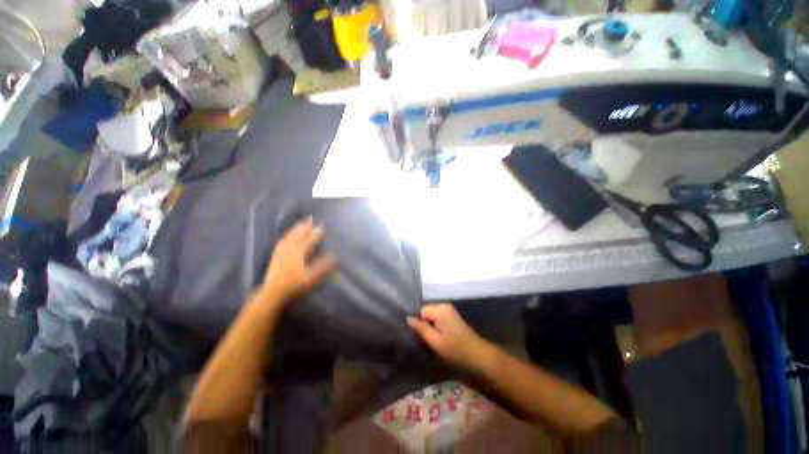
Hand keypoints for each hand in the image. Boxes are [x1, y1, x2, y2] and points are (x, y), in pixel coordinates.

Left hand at [262, 217, 337, 303]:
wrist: (273, 292)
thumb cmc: (294, 285)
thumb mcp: (311, 277)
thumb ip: (323, 266)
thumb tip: (334, 256)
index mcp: (298, 253)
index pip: (309, 240)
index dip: (316, 233)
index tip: (322, 226)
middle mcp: (289, 249)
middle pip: (298, 234)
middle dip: (305, 226)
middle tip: (311, 218)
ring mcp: (281, 251)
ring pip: (289, 236)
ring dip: (296, 228)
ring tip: (301, 222)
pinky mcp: (276, 255)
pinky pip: (282, 240)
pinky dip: (287, 235)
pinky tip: (288, 235)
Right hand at [407, 303, 492, 370]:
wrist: (478, 355)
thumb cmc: (456, 350)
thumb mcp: (435, 342)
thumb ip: (421, 328)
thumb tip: (408, 318)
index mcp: (440, 309)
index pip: (421, 310)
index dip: (420, 323)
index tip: (423, 336)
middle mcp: (444, 305)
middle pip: (426, 311)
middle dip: (425, 324)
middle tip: (430, 339)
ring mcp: (449, 310)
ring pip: (432, 315)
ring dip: (431, 326)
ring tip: (435, 339)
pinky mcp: (453, 315)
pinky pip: (438, 317)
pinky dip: (437, 325)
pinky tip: (441, 336)